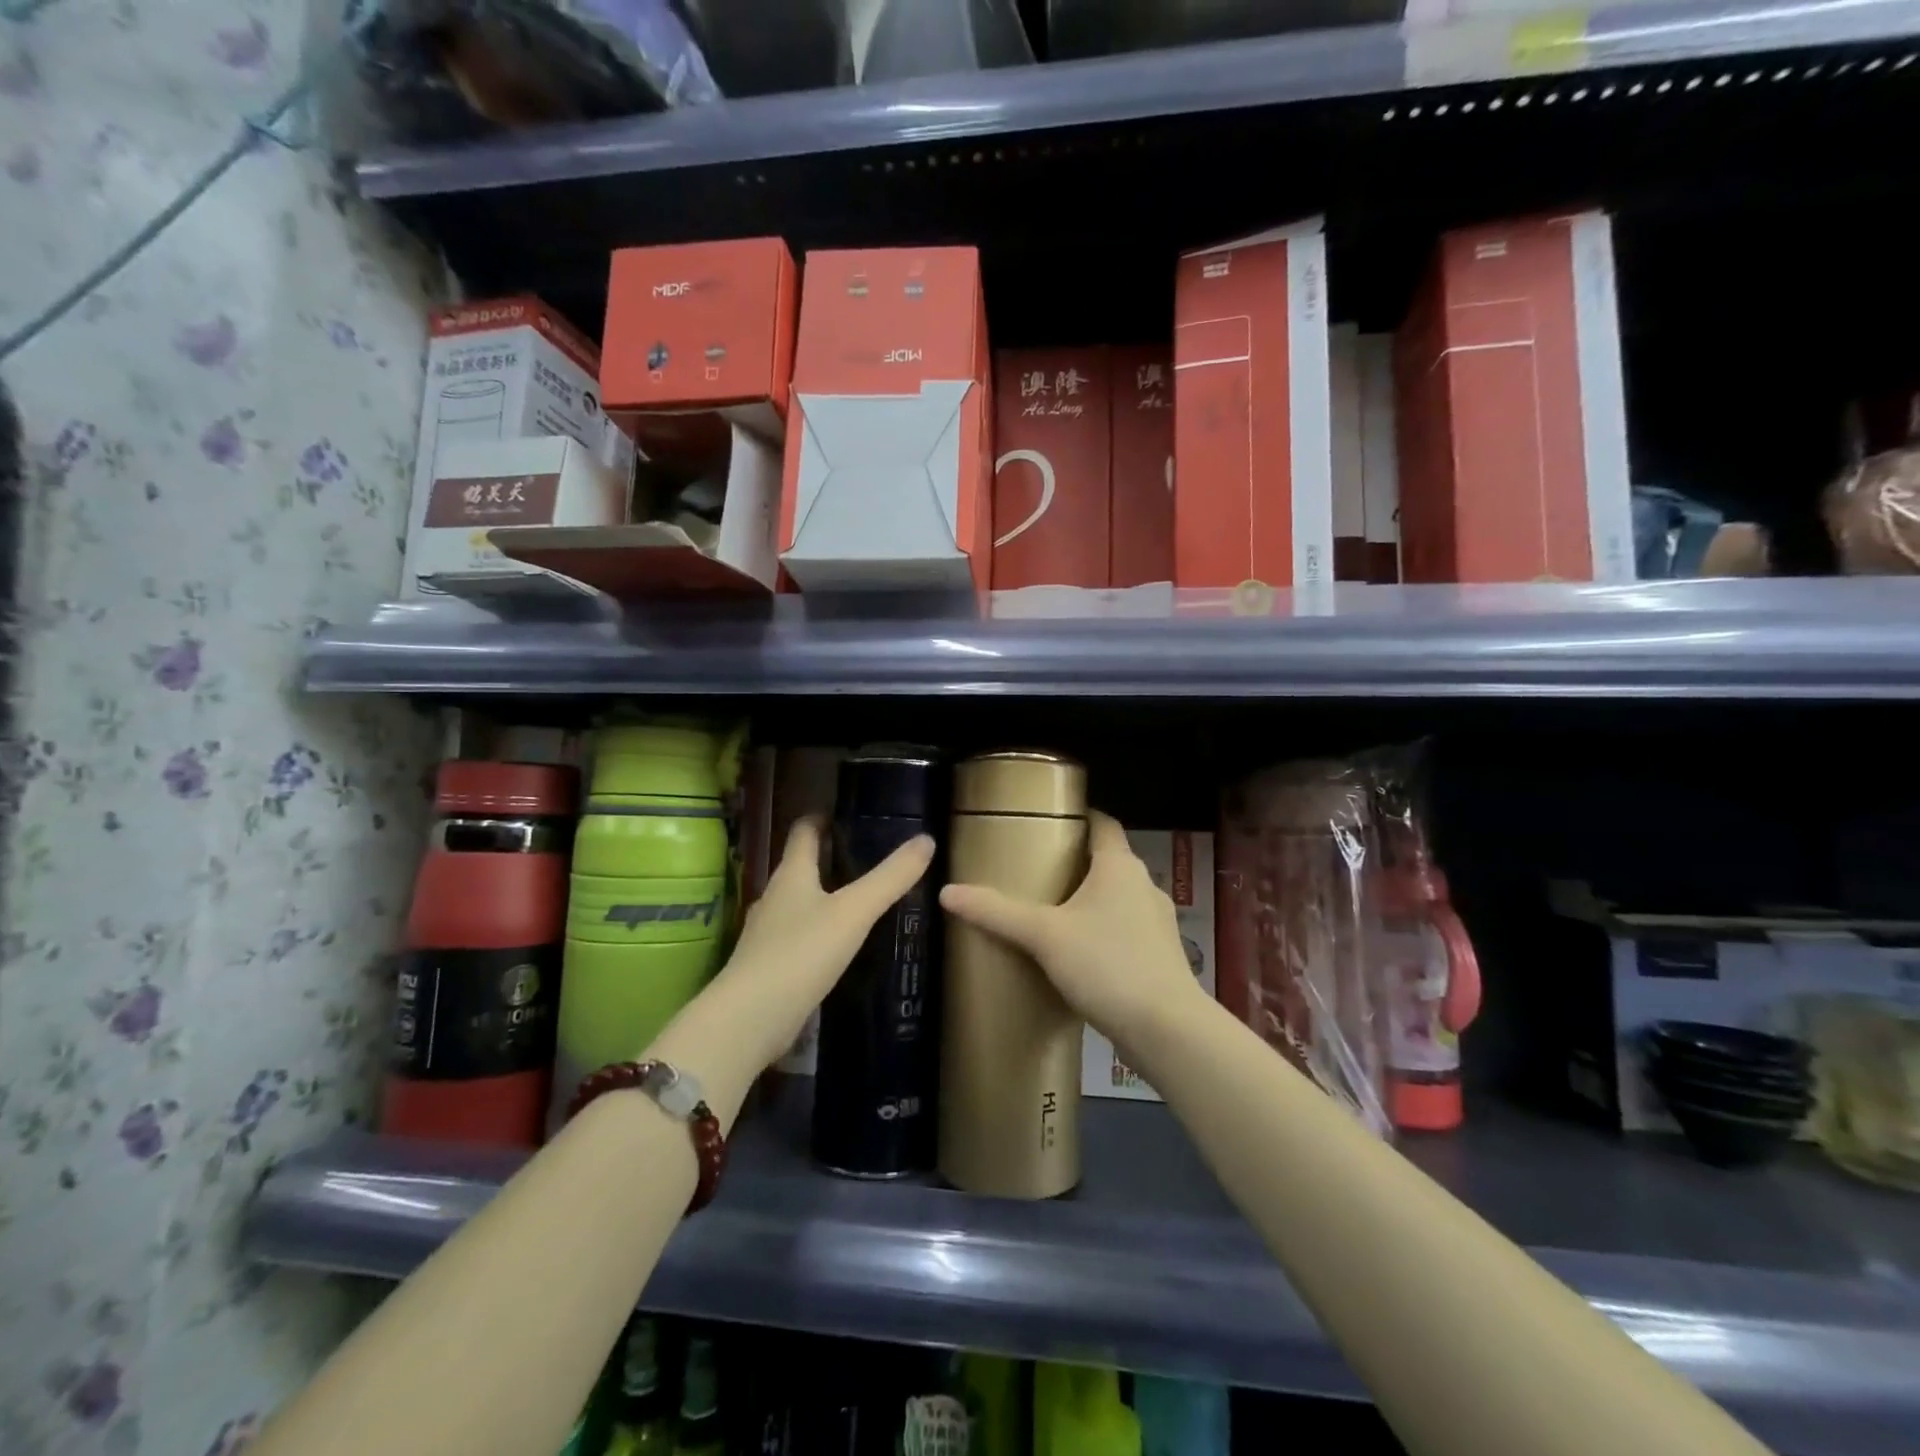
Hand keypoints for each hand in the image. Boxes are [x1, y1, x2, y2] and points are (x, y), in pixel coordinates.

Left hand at [704, 816, 934, 1073]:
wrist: (750, 1019)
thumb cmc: (802, 953)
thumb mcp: (855, 912)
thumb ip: (890, 878)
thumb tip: (926, 840)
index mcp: (791, 875)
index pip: (803, 832)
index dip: (821, 819)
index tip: (843, 815)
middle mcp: (774, 897)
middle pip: (799, 867)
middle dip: (827, 859)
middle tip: (864, 858)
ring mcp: (767, 934)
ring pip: (797, 904)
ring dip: (822, 897)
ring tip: (856, 901)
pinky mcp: (768, 966)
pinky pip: (797, 937)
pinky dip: (817, 932)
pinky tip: (837, 946)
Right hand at [939, 810, 1203, 1052]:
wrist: (1167, 1029)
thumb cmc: (1107, 964)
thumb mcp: (1044, 935)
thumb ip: (996, 912)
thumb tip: (947, 892)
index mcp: (1120, 866)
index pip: (1103, 823)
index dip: (1079, 816)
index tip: (1048, 820)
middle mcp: (1144, 885)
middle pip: (1108, 861)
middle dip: (1075, 863)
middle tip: (1036, 870)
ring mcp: (1158, 922)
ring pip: (1118, 898)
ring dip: (1090, 900)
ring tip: (1052, 913)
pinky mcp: (1161, 956)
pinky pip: (1127, 930)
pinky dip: (1104, 932)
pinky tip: (1079, 955)